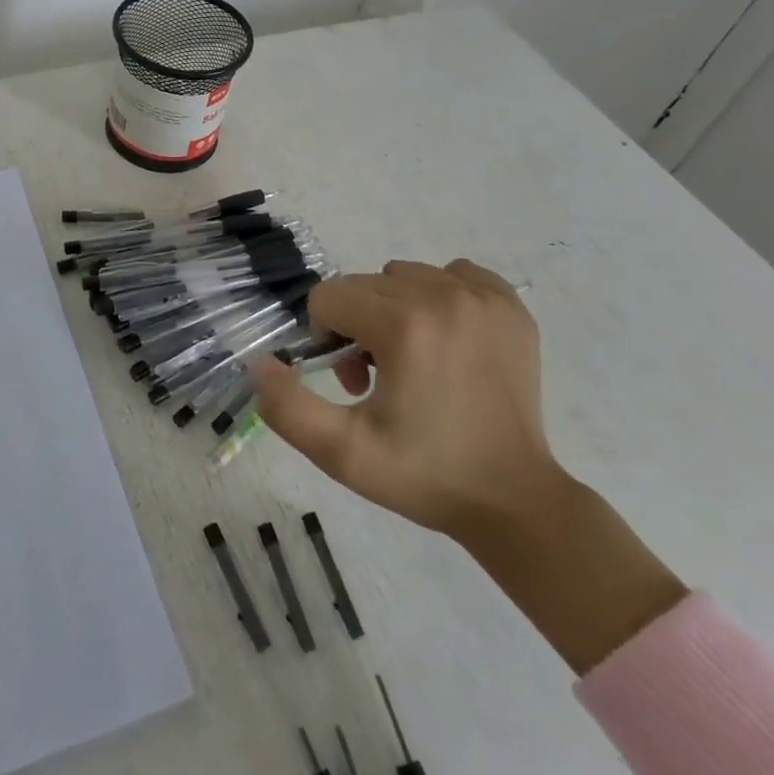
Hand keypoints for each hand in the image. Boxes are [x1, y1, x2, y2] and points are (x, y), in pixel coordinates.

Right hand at [250, 258, 558, 538]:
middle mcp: (445, 296)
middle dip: (357, 326)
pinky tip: (447, 340)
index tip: (354, 382)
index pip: (329, 297)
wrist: (514, 500)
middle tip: (380, 381)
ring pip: (403, 276)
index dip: (326, 338)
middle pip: (363, 285)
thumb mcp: (342, 453)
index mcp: (405, 325)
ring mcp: (483, 298)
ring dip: (393, 309)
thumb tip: (259, 363)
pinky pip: (453, 274)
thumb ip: (288, 406)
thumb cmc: (424, 475)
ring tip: (413, 362)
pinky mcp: (510, 306)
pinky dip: (439, 297)